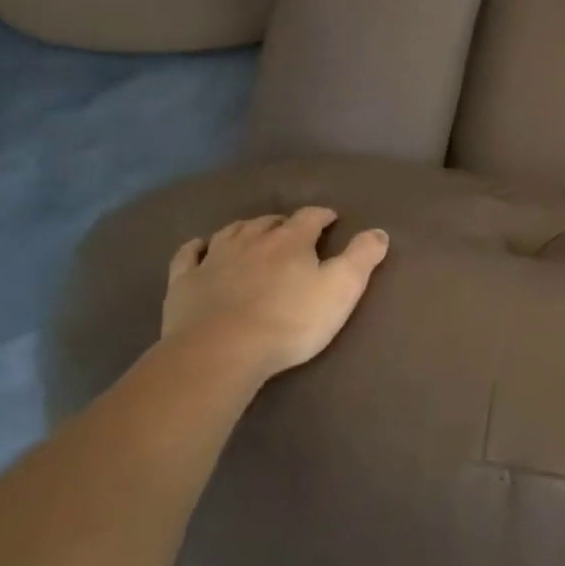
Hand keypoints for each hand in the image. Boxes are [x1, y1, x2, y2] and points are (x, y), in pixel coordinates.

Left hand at [161, 207, 388, 383]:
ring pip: (232, 231)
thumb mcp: (341, 289)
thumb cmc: (291, 321)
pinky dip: (198, 246)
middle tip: (294, 232)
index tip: (331, 219)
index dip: (322, 216)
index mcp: (291, 241)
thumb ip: (362, 258)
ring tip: (255, 234)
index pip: (310, 217)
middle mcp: (251, 240)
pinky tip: (201, 247)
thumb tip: (379, 231)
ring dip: (246, 229)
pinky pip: (190, 254)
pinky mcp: (185, 281)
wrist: (223, 350)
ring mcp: (214, 258)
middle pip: (269, 222)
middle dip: (284, 223)